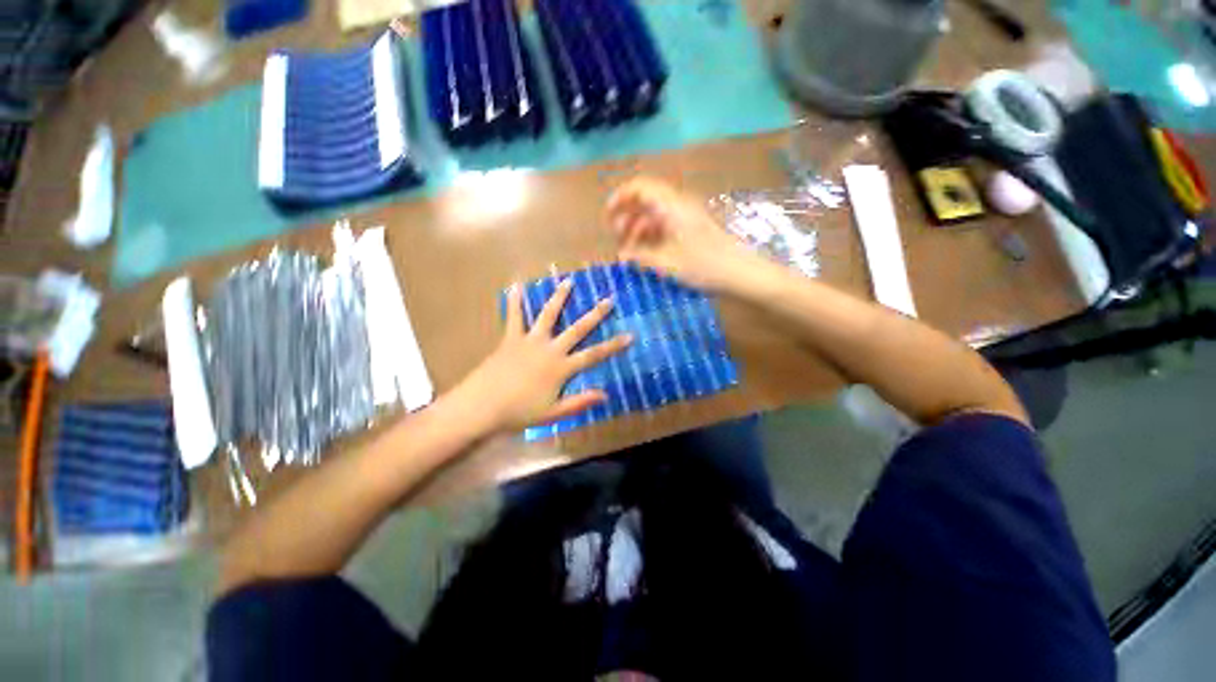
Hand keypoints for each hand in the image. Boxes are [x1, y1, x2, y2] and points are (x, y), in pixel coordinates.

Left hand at [452, 279, 631, 433]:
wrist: (482, 406)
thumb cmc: (519, 412)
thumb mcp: (552, 414)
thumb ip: (579, 403)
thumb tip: (605, 395)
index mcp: (561, 368)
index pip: (594, 355)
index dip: (613, 346)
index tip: (630, 335)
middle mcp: (549, 349)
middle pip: (577, 329)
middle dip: (595, 314)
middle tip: (608, 299)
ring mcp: (530, 341)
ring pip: (548, 315)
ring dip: (559, 298)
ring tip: (568, 281)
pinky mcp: (510, 339)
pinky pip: (514, 317)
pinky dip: (515, 302)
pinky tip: (516, 285)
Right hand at [605, 177, 769, 292]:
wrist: (742, 273)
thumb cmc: (705, 266)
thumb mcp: (668, 263)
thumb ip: (642, 256)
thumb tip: (623, 254)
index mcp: (672, 206)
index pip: (641, 187)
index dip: (621, 197)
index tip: (608, 216)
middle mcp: (679, 206)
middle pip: (646, 201)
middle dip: (628, 217)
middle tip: (617, 238)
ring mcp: (687, 217)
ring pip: (656, 215)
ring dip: (640, 229)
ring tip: (630, 250)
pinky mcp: (693, 230)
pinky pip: (667, 226)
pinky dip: (653, 236)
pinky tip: (648, 253)